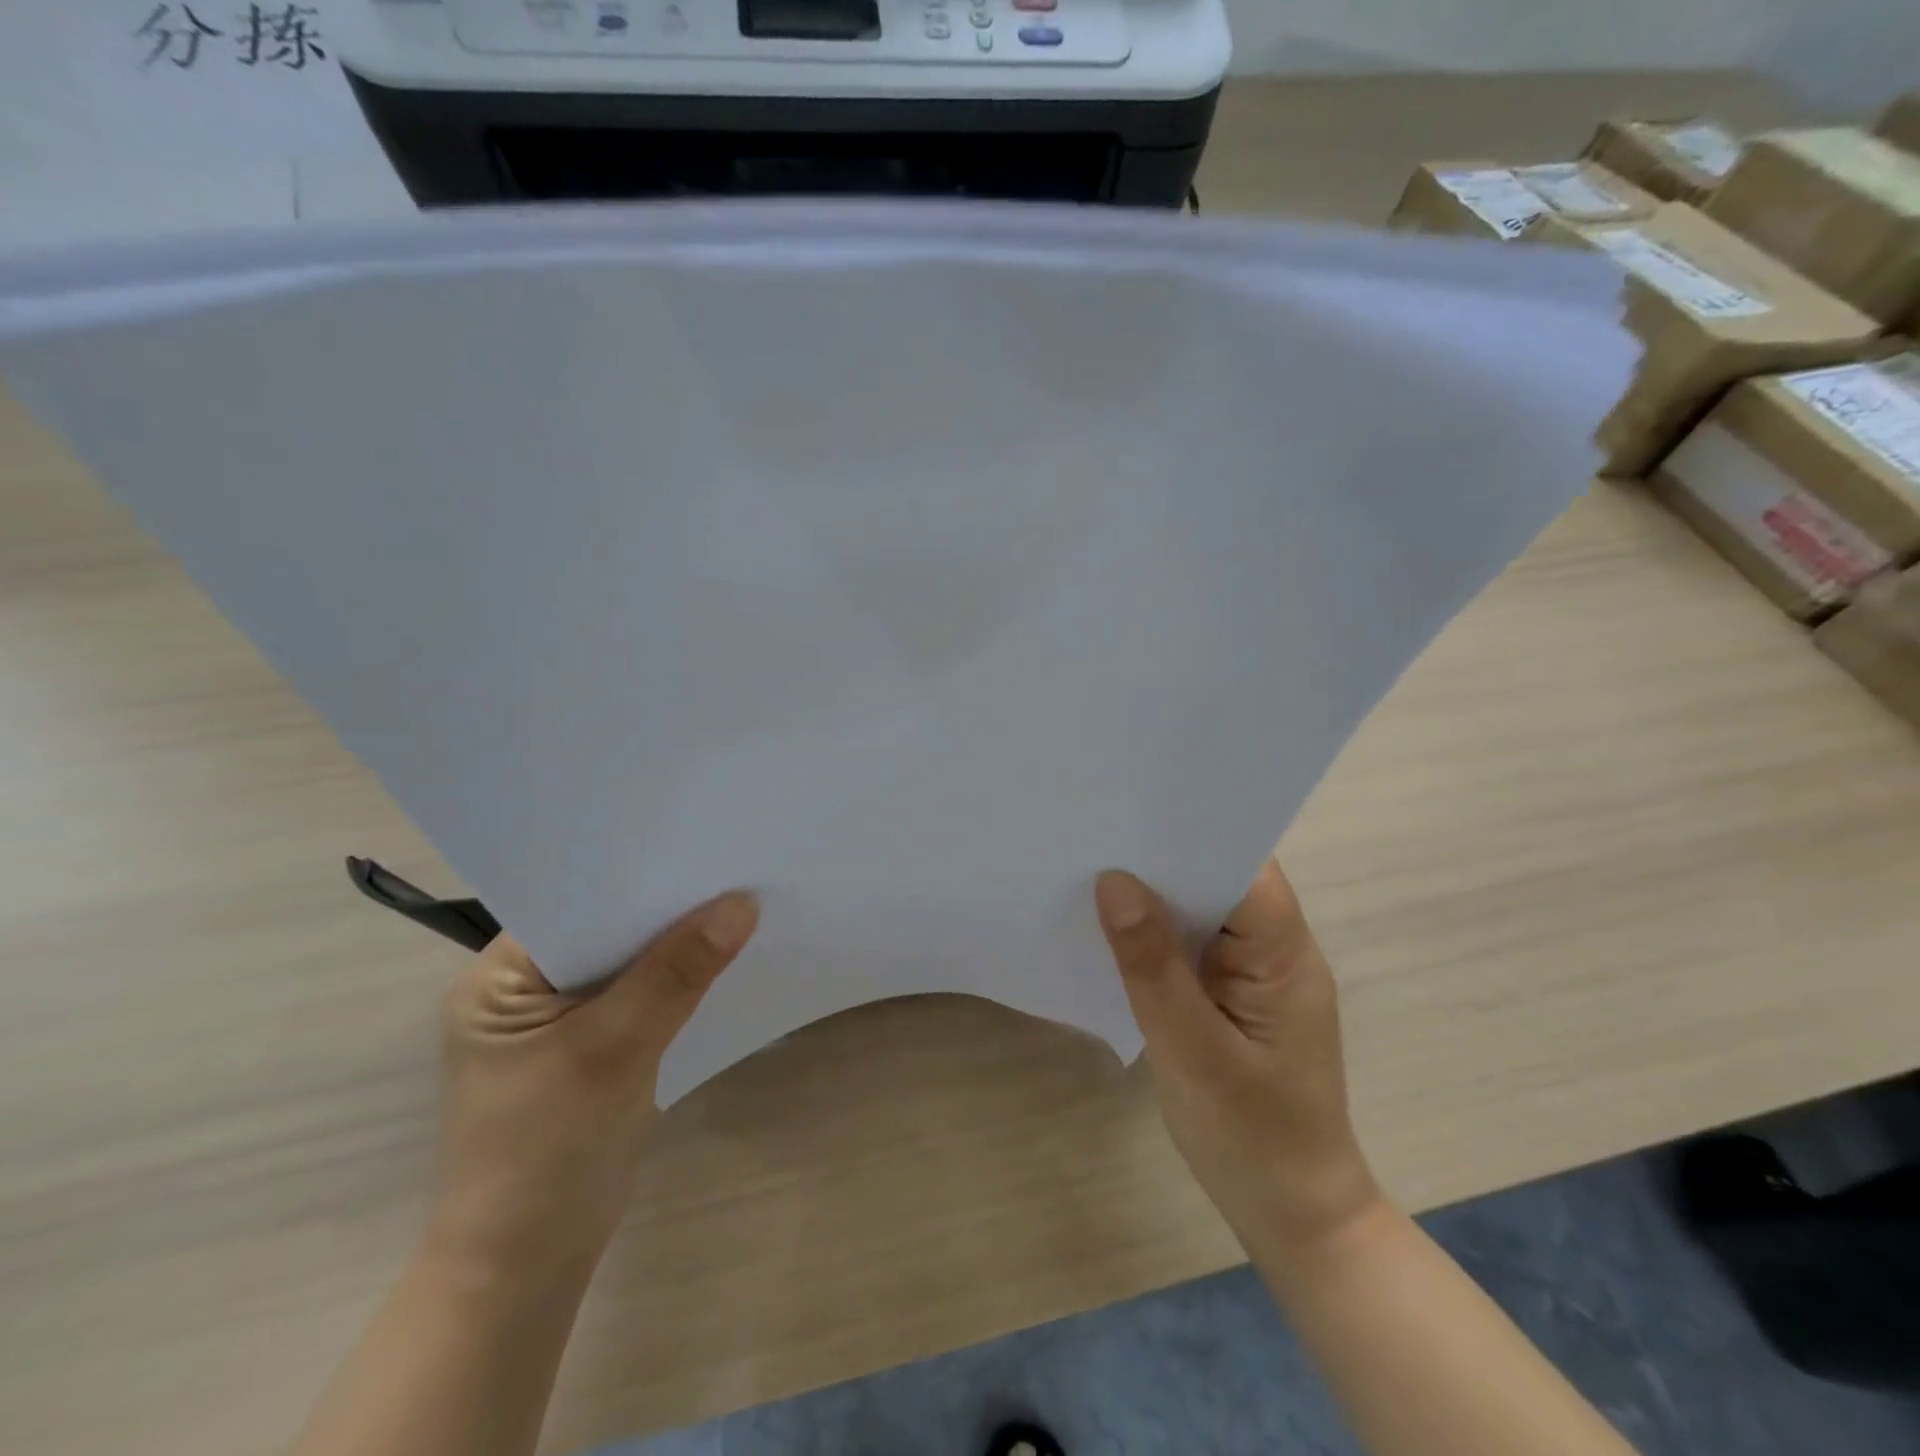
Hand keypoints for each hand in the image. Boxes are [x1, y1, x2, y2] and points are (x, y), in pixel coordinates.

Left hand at [422, 891, 759, 1285]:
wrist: (528, 1268)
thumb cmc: (545, 1154)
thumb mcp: (611, 1051)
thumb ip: (676, 974)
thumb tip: (742, 902)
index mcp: (498, 977)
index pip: (574, 901)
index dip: (636, 875)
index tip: (700, 846)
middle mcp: (526, 987)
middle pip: (607, 928)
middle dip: (666, 907)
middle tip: (733, 865)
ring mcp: (561, 1019)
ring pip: (631, 960)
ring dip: (678, 943)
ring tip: (741, 899)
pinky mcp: (595, 1045)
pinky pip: (643, 993)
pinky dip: (679, 980)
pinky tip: (724, 958)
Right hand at [1094, 862, 1382, 1260]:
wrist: (1293, 1217)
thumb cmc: (1251, 1137)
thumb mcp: (1192, 1051)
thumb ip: (1151, 966)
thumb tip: (1113, 881)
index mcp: (1285, 955)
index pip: (1244, 868)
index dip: (1190, 834)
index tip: (1128, 813)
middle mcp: (1277, 951)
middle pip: (1222, 880)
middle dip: (1162, 858)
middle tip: (1094, 835)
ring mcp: (1256, 974)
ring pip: (1204, 911)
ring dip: (1156, 895)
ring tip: (1091, 868)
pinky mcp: (1233, 996)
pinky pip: (1193, 945)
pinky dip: (1156, 933)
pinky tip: (1114, 929)